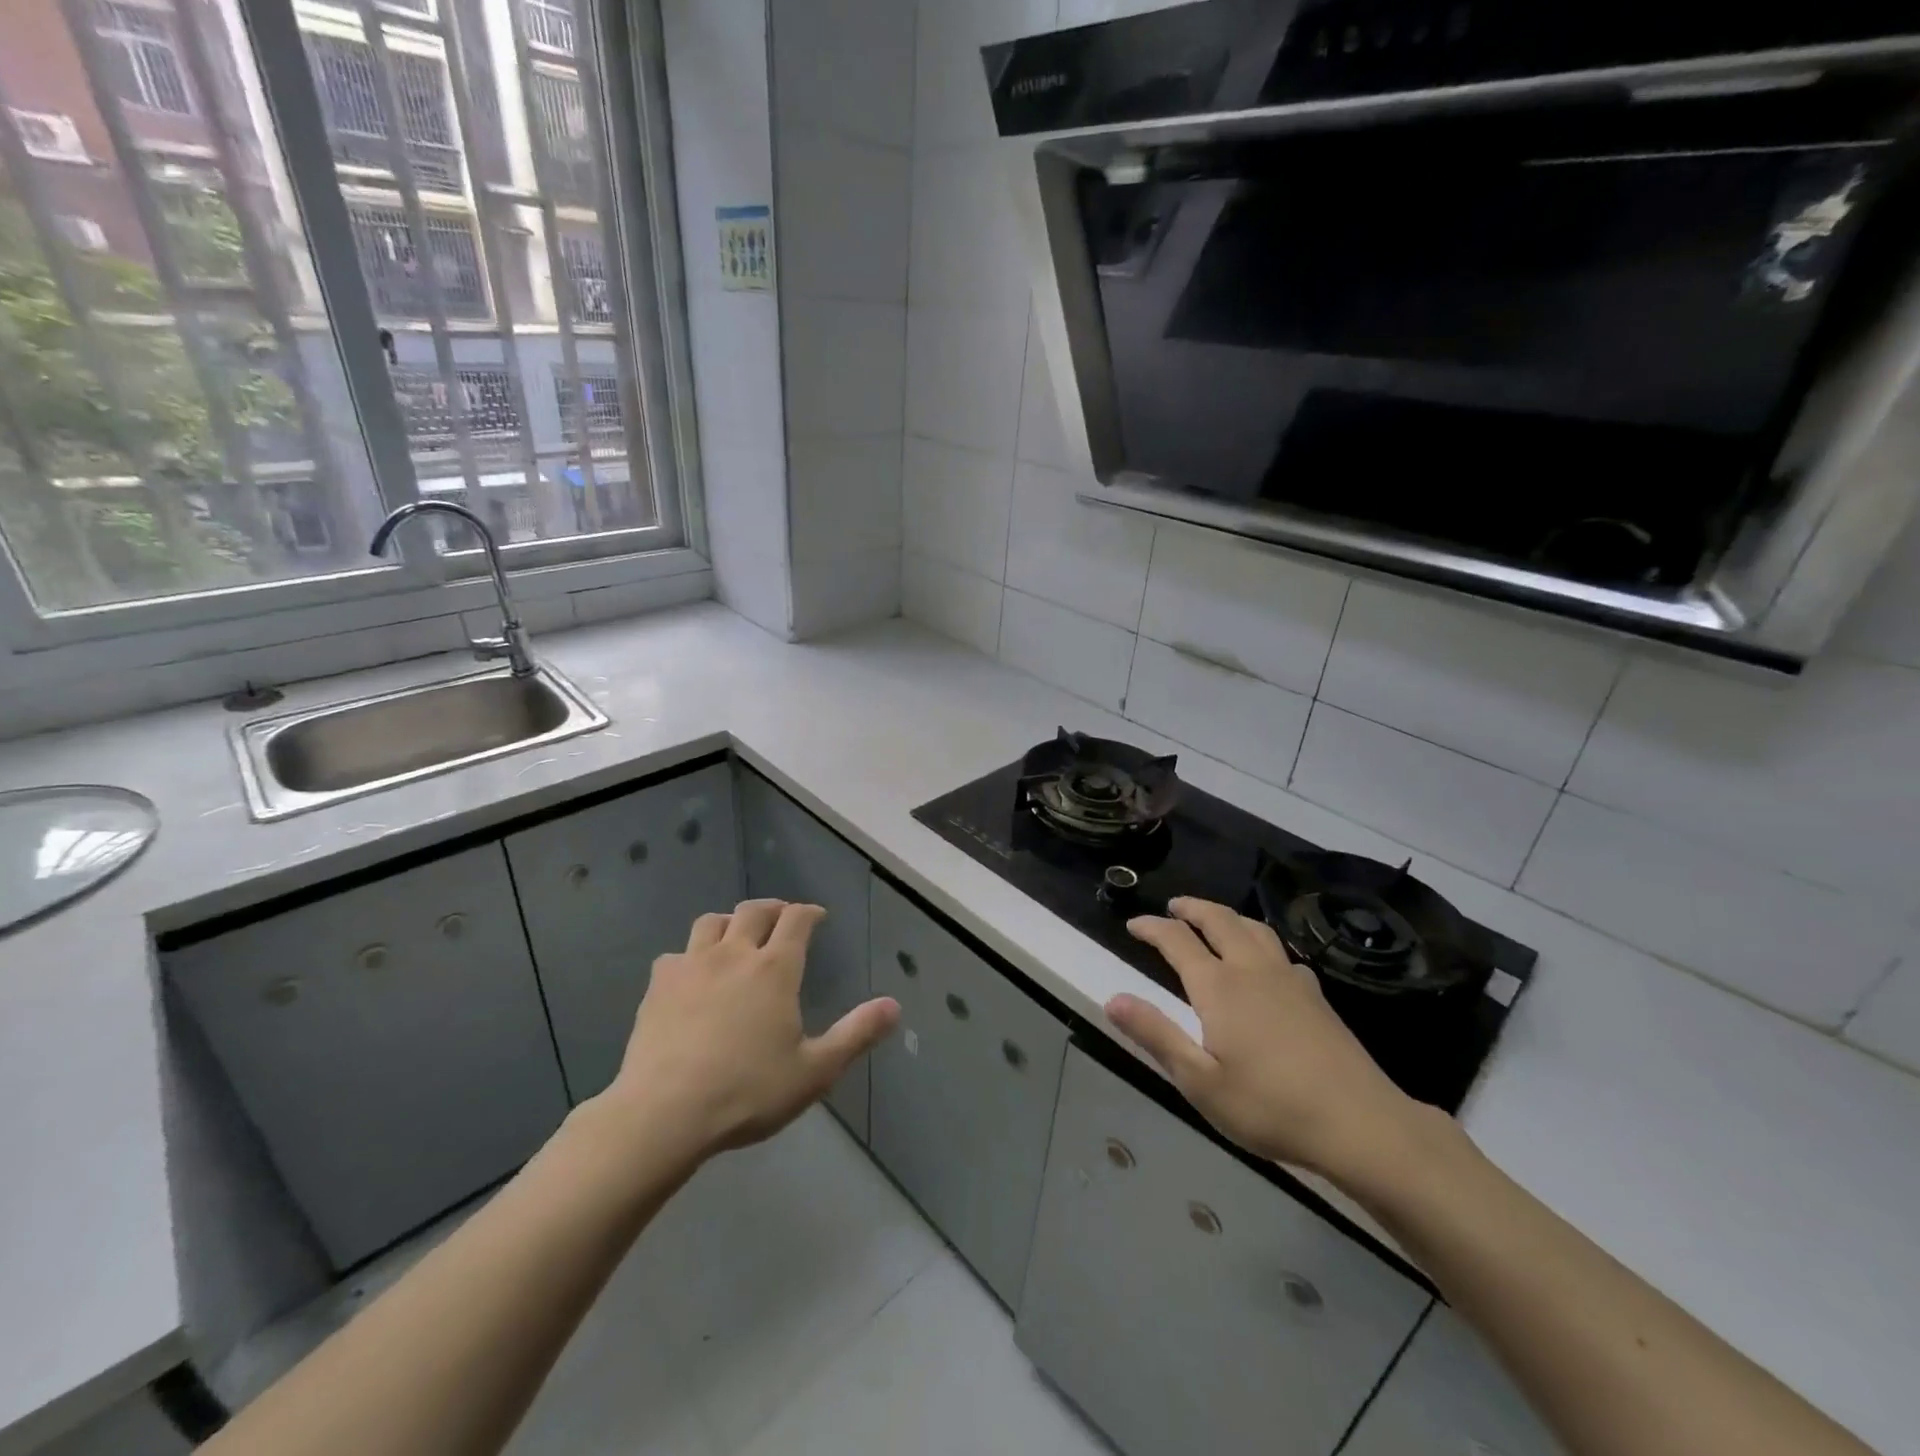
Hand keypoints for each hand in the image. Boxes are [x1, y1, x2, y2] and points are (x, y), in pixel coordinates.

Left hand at [600, 900, 899, 1160]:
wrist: (664, 1113)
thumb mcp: (815, 1071)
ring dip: (729, 922)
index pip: (796, 920)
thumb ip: (856, 1034)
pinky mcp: (658, 986)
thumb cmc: (747, 1092)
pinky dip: (689, 957)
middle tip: (782, 917)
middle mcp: (734, 954)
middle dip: (773, 908)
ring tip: (736, 936)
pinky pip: (675, 955)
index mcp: (775, 969)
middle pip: (753, 910)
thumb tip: (895, 1006)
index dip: (809, 912)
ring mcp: (691, 966)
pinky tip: (691, 976)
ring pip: (711, 923)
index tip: (817, 916)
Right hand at [1106, 898, 1427, 1186]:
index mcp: (1219, 986)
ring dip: (1227, 916)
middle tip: (1173, 906)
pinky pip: (1281, 951)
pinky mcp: (1316, 996)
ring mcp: (1289, 979)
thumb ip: (1155, 1034)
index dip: (1152, 928)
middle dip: (1192, 908)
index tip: (1133, 924)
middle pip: (1219, 920)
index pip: (1177, 940)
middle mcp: (1252, 970)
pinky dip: (1260, 942)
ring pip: (1254, 929)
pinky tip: (1266, 964)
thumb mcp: (1200, 1081)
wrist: (1361, 1124)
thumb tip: (1112, 998)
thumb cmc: (1270, 1106)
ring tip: (1214, 919)